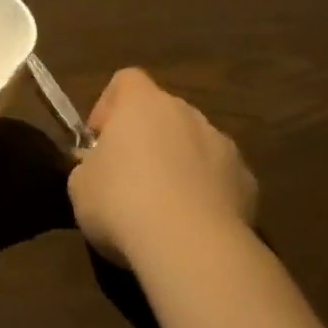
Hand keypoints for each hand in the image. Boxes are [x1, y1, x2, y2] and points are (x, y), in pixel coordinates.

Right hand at [67, 68, 257, 270]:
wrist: (192, 247)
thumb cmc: (121, 202)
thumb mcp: (79, 184)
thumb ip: (88, 166)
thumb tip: (98, 168)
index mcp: (143, 103)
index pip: (126, 80)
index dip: (109, 106)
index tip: (99, 141)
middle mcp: (187, 113)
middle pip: (163, 113)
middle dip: (147, 138)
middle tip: (127, 177)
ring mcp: (223, 146)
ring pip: (195, 145)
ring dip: (179, 164)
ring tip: (163, 208)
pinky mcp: (248, 183)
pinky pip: (220, 178)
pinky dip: (207, 194)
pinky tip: (193, 226)